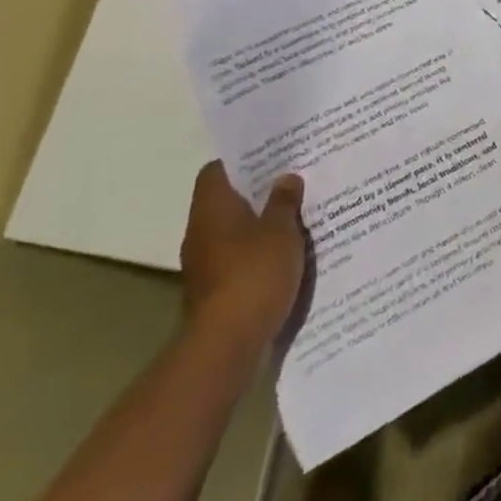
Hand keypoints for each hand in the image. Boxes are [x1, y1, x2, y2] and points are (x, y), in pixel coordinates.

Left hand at [180, 162, 309, 353]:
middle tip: (294, 179)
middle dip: (259, 191)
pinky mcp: (216, 290)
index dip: (241, 160)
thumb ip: (284, 201)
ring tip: (298, 213)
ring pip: (236, 230)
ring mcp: (206, 264)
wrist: (227, 345)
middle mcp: (202, 232)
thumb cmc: (253, 274)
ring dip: (262, 223)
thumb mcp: (281, 229)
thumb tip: (285, 178)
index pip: (216, 170)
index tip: (271, 155)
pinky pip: (240, 258)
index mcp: (212, 208)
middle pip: (228, 200)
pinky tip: (289, 252)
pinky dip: (260, 252)